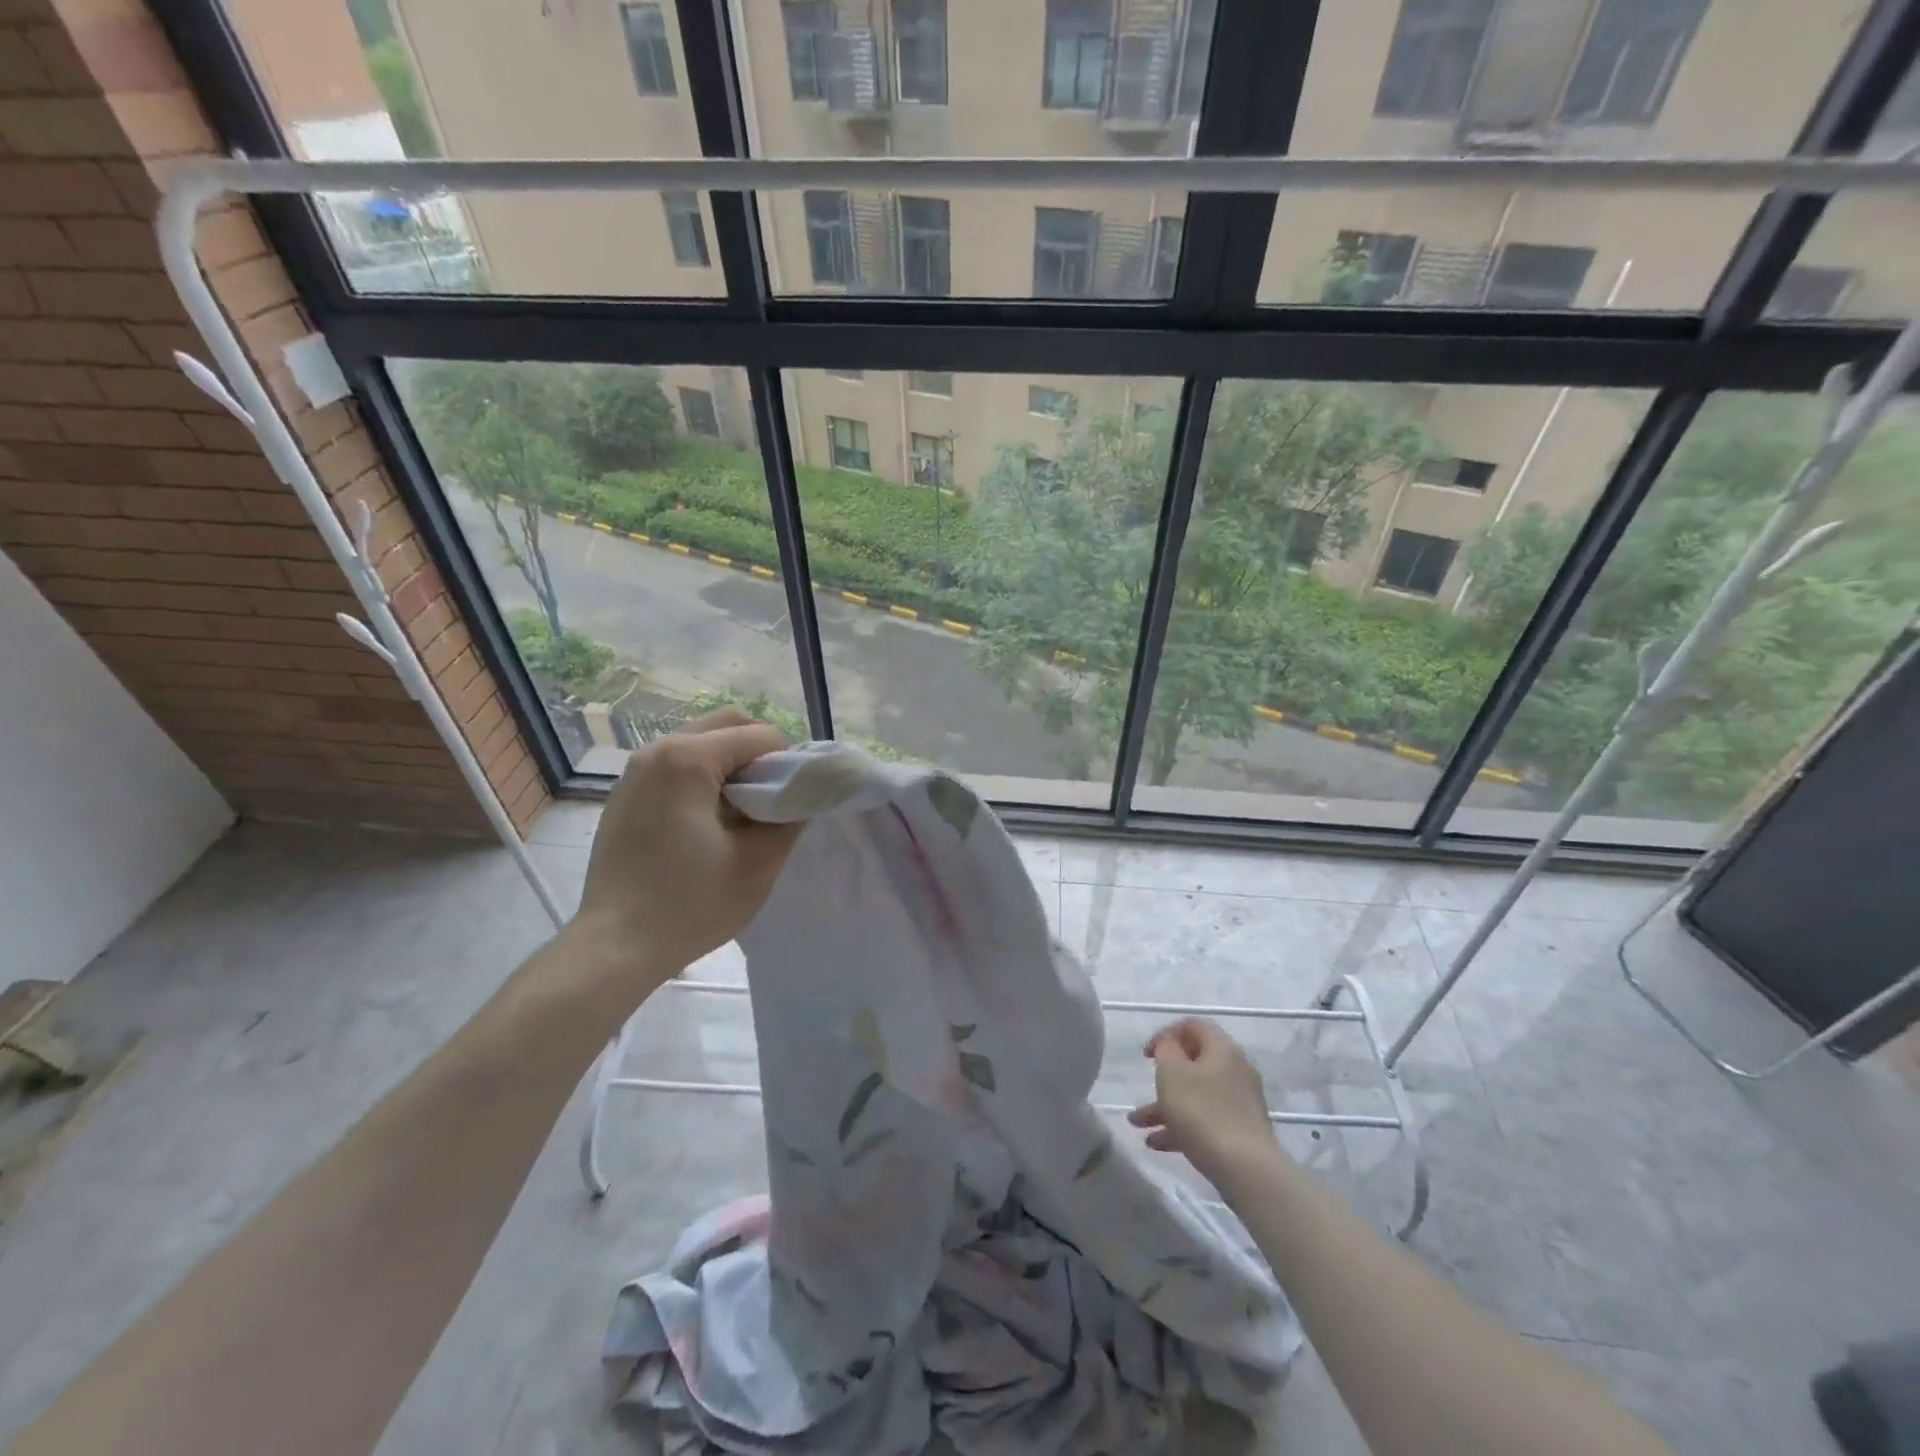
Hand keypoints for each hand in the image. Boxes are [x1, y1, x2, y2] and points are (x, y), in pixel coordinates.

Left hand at [568, 708, 798, 993]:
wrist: (616, 946)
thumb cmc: (691, 905)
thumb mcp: (760, 863)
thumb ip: (791, 817)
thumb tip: (801, 794)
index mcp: (688, 759)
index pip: (761, 736)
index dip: (788, 765)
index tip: (790, 804)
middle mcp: (657, 750)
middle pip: (728, 725)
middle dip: (760, 755)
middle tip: (770, 801)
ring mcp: (634, 770)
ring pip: (702, 742)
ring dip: (731, 765)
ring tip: (739, 814)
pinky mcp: (625, 793)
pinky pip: (677, 764)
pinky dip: (703, 777)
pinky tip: (705, 823)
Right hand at [1128, 1018, 1276, 1179]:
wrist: (1246, 1170)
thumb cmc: (1202, 1112)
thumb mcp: (1172, 1072)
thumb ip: (1166, 1048)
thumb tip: (1171, 1043)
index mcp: (1222, 1049)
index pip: (1193, 1025)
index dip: (1166, 1034)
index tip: (1147, 1055)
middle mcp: (1236, 1070)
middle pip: (1194, 1063)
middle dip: (1163, 1077)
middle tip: (1145, 1087)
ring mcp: (1241, 1102)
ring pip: (1196, 1094)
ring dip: (1165, 1106)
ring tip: (1138, 1125)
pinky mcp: (1241, 1130)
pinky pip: (1206, 1119)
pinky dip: (1181, 1126)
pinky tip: (1157, 1143)